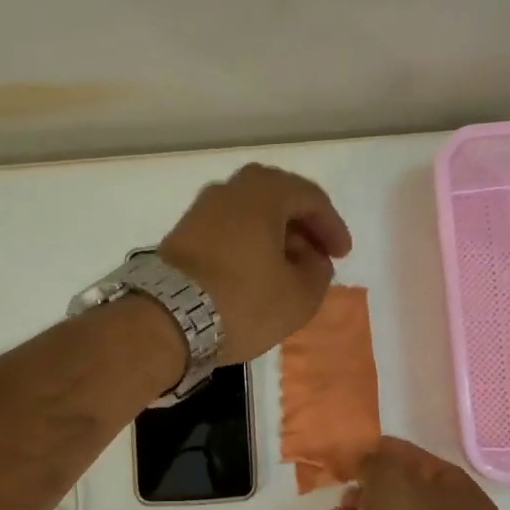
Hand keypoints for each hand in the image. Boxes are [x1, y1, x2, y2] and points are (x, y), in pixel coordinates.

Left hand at [157, 164, 351, 363]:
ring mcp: (200, 211)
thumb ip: (318, 273)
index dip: (332, 227)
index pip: (311, 198)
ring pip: (250, 216)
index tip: (342, 256)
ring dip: (274, 238)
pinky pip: (227, 232)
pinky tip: (253, 275)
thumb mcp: (299, 296)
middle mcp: (229, 189)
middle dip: (302, 229)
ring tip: (287, 271)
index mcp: (264, 192)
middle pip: (278, 200)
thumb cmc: (242, 302)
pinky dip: (247, 247)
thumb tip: (313, 261)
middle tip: (316, 258)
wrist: (166, 320)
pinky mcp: (181, 235)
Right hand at [328, 436, 502, 509]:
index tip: (365, 448)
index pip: (431, 464)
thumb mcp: (389, 478)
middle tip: (351, 477)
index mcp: (470, 502)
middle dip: (379, 483)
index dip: (396, 452)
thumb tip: (368, 461)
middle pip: (414, 496)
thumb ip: (376, 461)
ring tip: (341, 501)